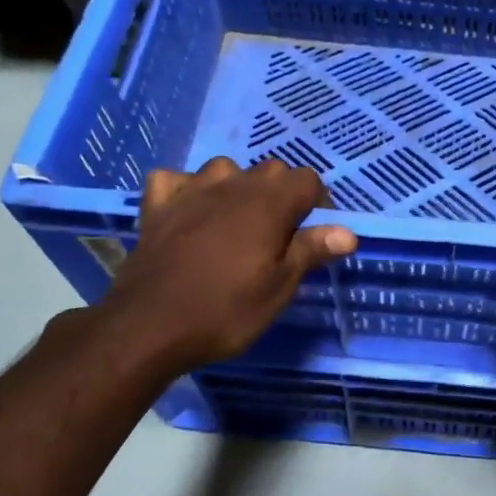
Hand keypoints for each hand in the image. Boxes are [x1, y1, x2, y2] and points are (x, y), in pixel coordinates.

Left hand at [100, 157, 356, 372]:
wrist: (148, 326)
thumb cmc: (225, 310)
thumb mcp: (279, 288)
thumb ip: (311, 251)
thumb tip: (347, 232)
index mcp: (268, 204)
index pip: (307, 180)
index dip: (317, 204)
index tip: (313, 236)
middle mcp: (232, 186)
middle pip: (270, 171)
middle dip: (281, 196)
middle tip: (278, 237)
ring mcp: (190, 192)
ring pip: (224, 169)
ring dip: (236, 187)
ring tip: (236, 222)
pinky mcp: (156, 207)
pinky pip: (174, 180)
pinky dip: (185, 189)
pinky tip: (188, 211)